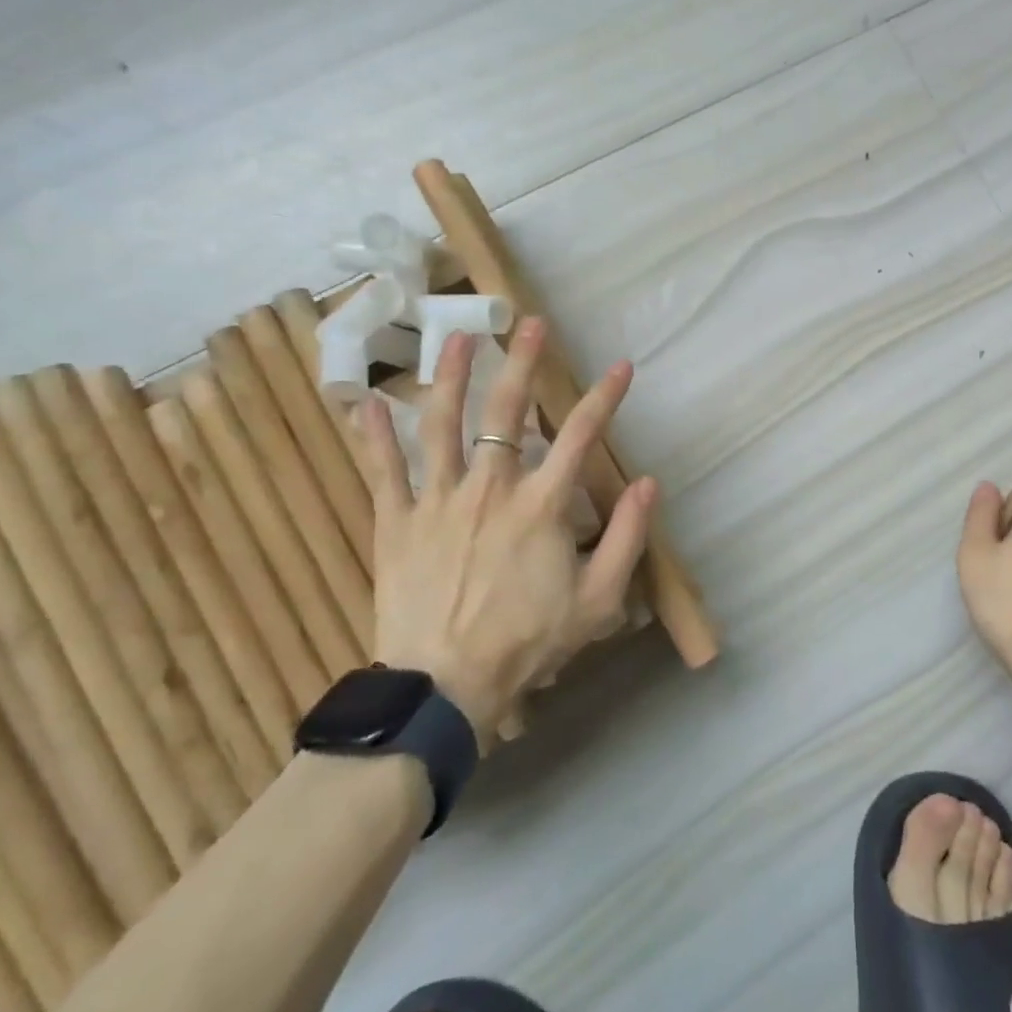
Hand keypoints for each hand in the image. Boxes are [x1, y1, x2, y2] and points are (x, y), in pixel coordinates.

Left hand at [359, 319, 655, 749]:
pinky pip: (382, 471)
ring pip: (440, 426)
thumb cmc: (529, 642)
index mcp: (541, 506)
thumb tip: (647, 483)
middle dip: (522, 363)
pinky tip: (364, 401)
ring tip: (457, 337)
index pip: (580, 436)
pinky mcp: (395, 523)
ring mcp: (436, 502)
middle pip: (506, 413)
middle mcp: (489, 489)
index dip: (604, 397)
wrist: (444, 686)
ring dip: (450, 377)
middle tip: (530, 325)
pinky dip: (371, 435)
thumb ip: (628, 537)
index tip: (621, 366)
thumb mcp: (599, 600)